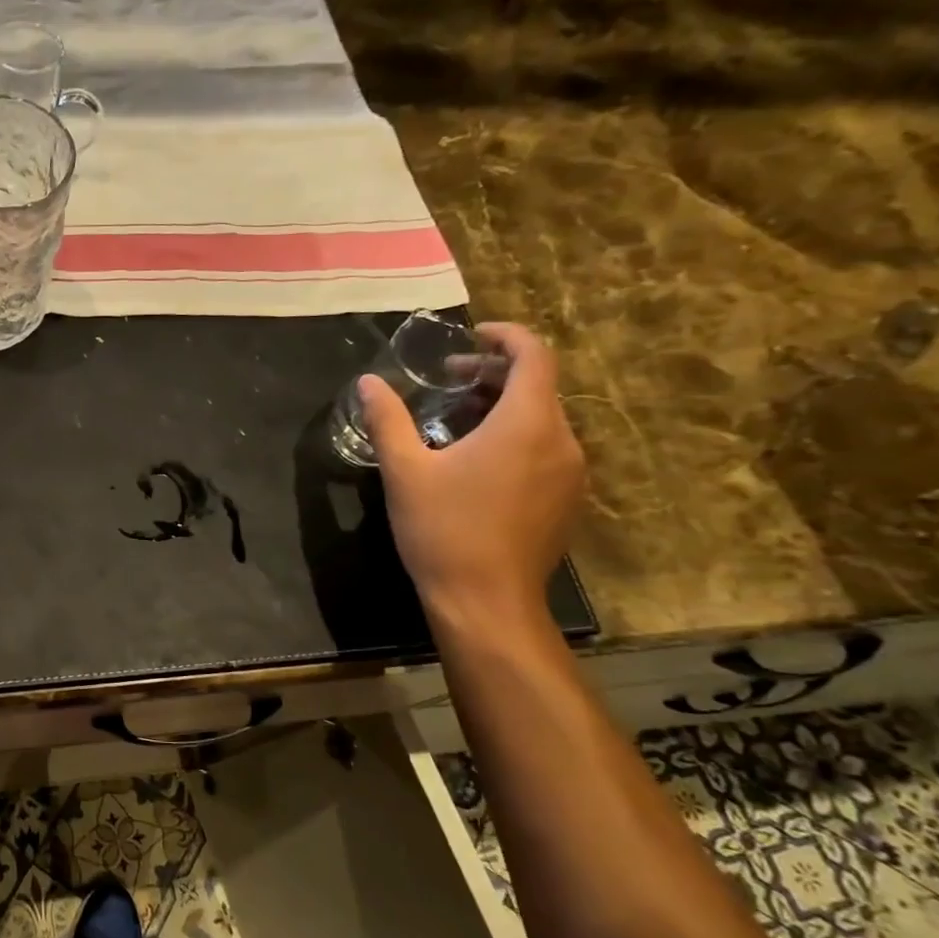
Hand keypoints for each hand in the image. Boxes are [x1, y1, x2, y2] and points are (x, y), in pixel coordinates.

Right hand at [360, 322, 584, 627]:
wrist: (486, 602)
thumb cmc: (443, 530)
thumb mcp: (404, 471)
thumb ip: (387, 420)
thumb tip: (367, 382)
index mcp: (527, 423)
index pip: (534, 354)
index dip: (505, 336)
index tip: (470, 336)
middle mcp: (562, 441)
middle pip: (537, 386)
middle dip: (493, 373)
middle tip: (447, 381)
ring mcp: (570, 474)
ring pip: (542, 419)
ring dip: (502, 407)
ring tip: (456, 421)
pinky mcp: (567, 501)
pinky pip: (546, 449)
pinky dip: (515, 437)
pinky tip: (476, 462)